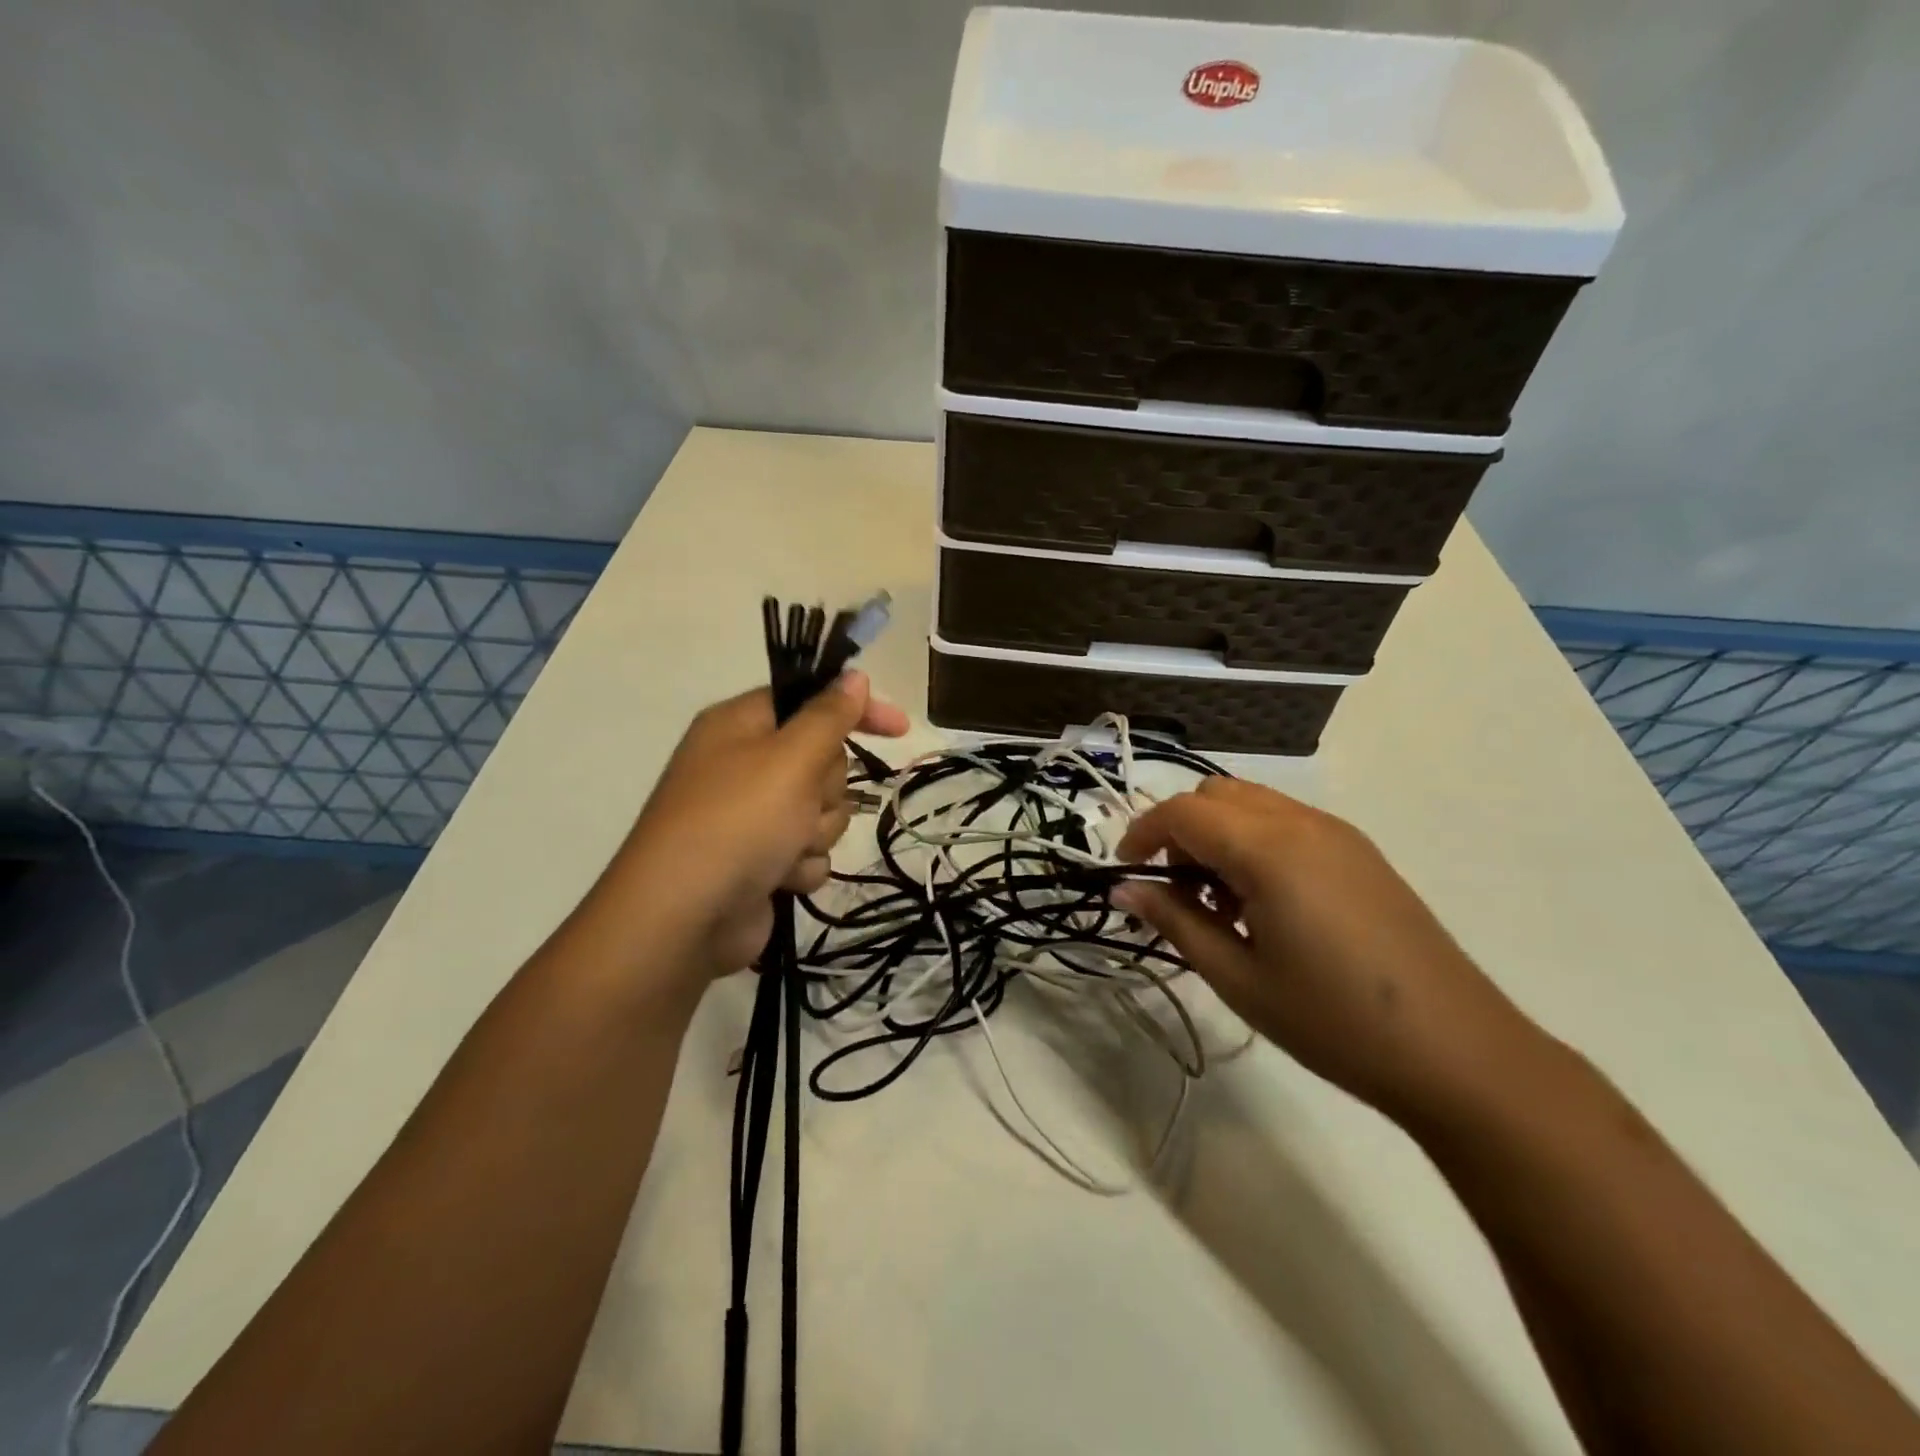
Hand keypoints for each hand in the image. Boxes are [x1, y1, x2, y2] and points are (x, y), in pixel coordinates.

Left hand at [601, 671, 907, 987]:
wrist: (683, 920)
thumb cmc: (738, 822)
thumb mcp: (790, 758)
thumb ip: (829, 715)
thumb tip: (854, 677)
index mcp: (740, 725)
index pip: (810, 700)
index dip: (855, 711)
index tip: (899, 729)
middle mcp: (744, 764)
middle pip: (823, 760)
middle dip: (827, 788)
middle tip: (803, 803)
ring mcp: (752, 815)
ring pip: (822, 810)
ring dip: (816, 832)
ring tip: (786, 849)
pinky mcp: (761, 860)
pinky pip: (809, 851)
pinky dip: (801, 865)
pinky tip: (780, 878)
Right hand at [1114, 779, 1544, 1124]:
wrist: (1459, 1054)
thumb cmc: (1332, 1020)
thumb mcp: (1237, 977)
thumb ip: (1174, 921)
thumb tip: (1123, 889)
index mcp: (1268, 848)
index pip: (1183, 812)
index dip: (1142, 834)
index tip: (1127, 874)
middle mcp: (1301, 822)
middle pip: (1216, 794)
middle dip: (1181, 831)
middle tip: (1178, 892)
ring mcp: (1338, 834)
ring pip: (1252, 804)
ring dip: (1219, 836)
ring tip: (1222, 904)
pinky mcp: (1361, 853)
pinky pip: (1287, 823)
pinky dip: (1255, 843)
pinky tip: (1267, 906)